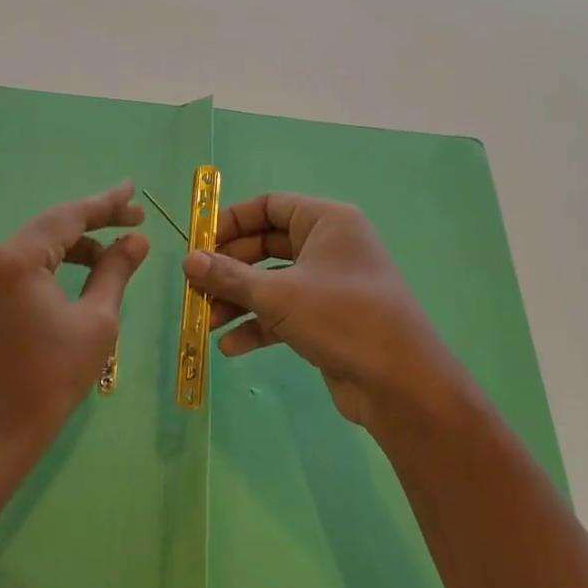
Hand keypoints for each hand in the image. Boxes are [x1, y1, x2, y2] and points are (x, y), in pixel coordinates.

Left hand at [0, 183, 149, 461]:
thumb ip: (116, 271)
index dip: (106, 204)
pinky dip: (61, 262)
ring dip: (80, 242)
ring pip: (42, 244)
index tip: (134, 192)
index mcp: (19, 259)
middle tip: (136, 217)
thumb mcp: (97, 320)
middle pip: (54, 225)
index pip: (69, 217)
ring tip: (119, 248)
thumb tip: (137, 240)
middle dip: (96, 219)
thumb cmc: (52, 376)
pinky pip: (31, 264)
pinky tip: (89, 269)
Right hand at [182, 193, 466, 431]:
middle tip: (196, 288)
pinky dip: (259, 326)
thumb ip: (229, 276)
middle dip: (229, 269)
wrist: (399, 381)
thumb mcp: (277, 294)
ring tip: (206, 323)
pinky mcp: (328, 319)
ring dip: (238, 301)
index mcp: (326, 221)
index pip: (269, 206)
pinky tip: (230, 347)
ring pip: (273, 282)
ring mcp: (330, 284)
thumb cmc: (340, 317)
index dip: (231, 222)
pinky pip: (285, 313)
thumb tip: (188, 260)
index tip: (198, 244)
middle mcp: (329, 246)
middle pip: (266, 246)